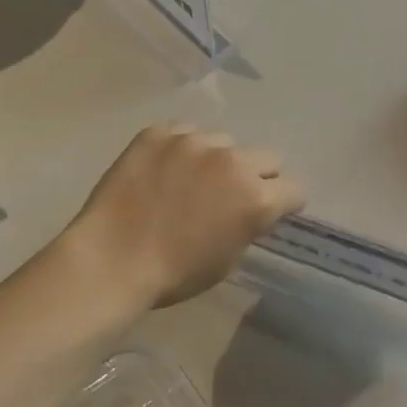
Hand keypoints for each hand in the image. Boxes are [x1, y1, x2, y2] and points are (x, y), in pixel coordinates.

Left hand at [66, 125, 305, 308]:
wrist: (112, 259)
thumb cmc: (175, 274)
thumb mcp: (228, 259)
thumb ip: (248, 225)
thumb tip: (247, 210)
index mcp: (257, 198)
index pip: (295, 189)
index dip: (284, 203)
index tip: (270, 212)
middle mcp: (233, 161)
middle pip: (268, 157)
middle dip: (257, 176)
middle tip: (231, 195)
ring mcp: (194, 142)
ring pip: (224, 142)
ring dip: (218, 160)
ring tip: (190, 180)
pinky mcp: (159, 133)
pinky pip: (184, 133)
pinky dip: (181, 150)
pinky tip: (162, 171)